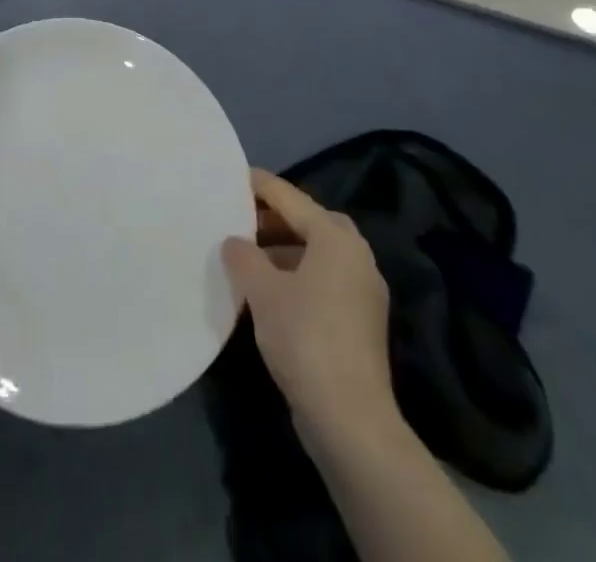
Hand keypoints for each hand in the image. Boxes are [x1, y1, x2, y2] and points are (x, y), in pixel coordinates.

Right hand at [221, 168, 390, 431]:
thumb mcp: (262, 291)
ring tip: (247, 256)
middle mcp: (356, 255)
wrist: (351, 420)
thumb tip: (234, 242)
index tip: (231, 176)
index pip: (290, 197)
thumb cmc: (305, 338)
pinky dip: (297, 274)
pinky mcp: (361, 320)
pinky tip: (270, 292)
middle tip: (239, 218)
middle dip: (273, 218)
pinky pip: (324, 279)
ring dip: (283, 249)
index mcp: (335, 237)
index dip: (259, 185)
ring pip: (317, 252)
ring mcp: (363, 289)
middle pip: (308, 221)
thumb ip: (243, 256)